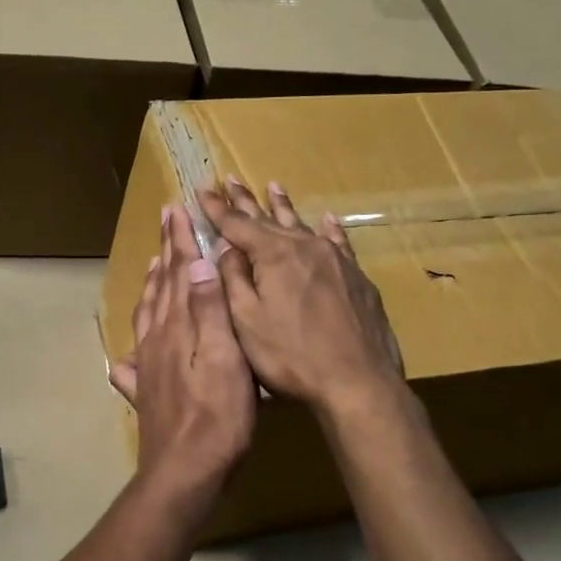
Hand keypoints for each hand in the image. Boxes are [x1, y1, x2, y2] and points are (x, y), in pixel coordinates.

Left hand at [110, 205, 256, 506]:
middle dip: (165, 253)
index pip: (180, 273)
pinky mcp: (146, 393)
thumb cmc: (217, 415)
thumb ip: (211, 311)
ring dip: (152, 286)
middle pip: (161, 288)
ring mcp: (148, 367)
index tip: (176, 210)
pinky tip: (128, 353)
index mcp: (178, 327)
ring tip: (154, 266)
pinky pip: (135, 359)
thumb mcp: (226, 358)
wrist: (185, 471)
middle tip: (165, 224)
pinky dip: (134, 344)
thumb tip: (199, 262)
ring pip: (147, 316)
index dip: (179, 241)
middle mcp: (157, 340)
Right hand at [198, 178, 403, 415]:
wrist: (358, 382)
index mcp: (273, 255)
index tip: (202, 189)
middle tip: (230, 179)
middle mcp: (304, 247)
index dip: (216, 208)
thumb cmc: (291, 356)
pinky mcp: (356, 277)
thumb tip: (227, 248)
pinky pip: (338, 243)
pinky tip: (326, 219)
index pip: (236, 224)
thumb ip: (233, 279)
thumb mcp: (246, 321)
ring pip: (302, 225)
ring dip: (283, 206)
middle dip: (245, 200)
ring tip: (274, 186)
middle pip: (268, 218)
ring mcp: (335, 260)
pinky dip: (328, 229)